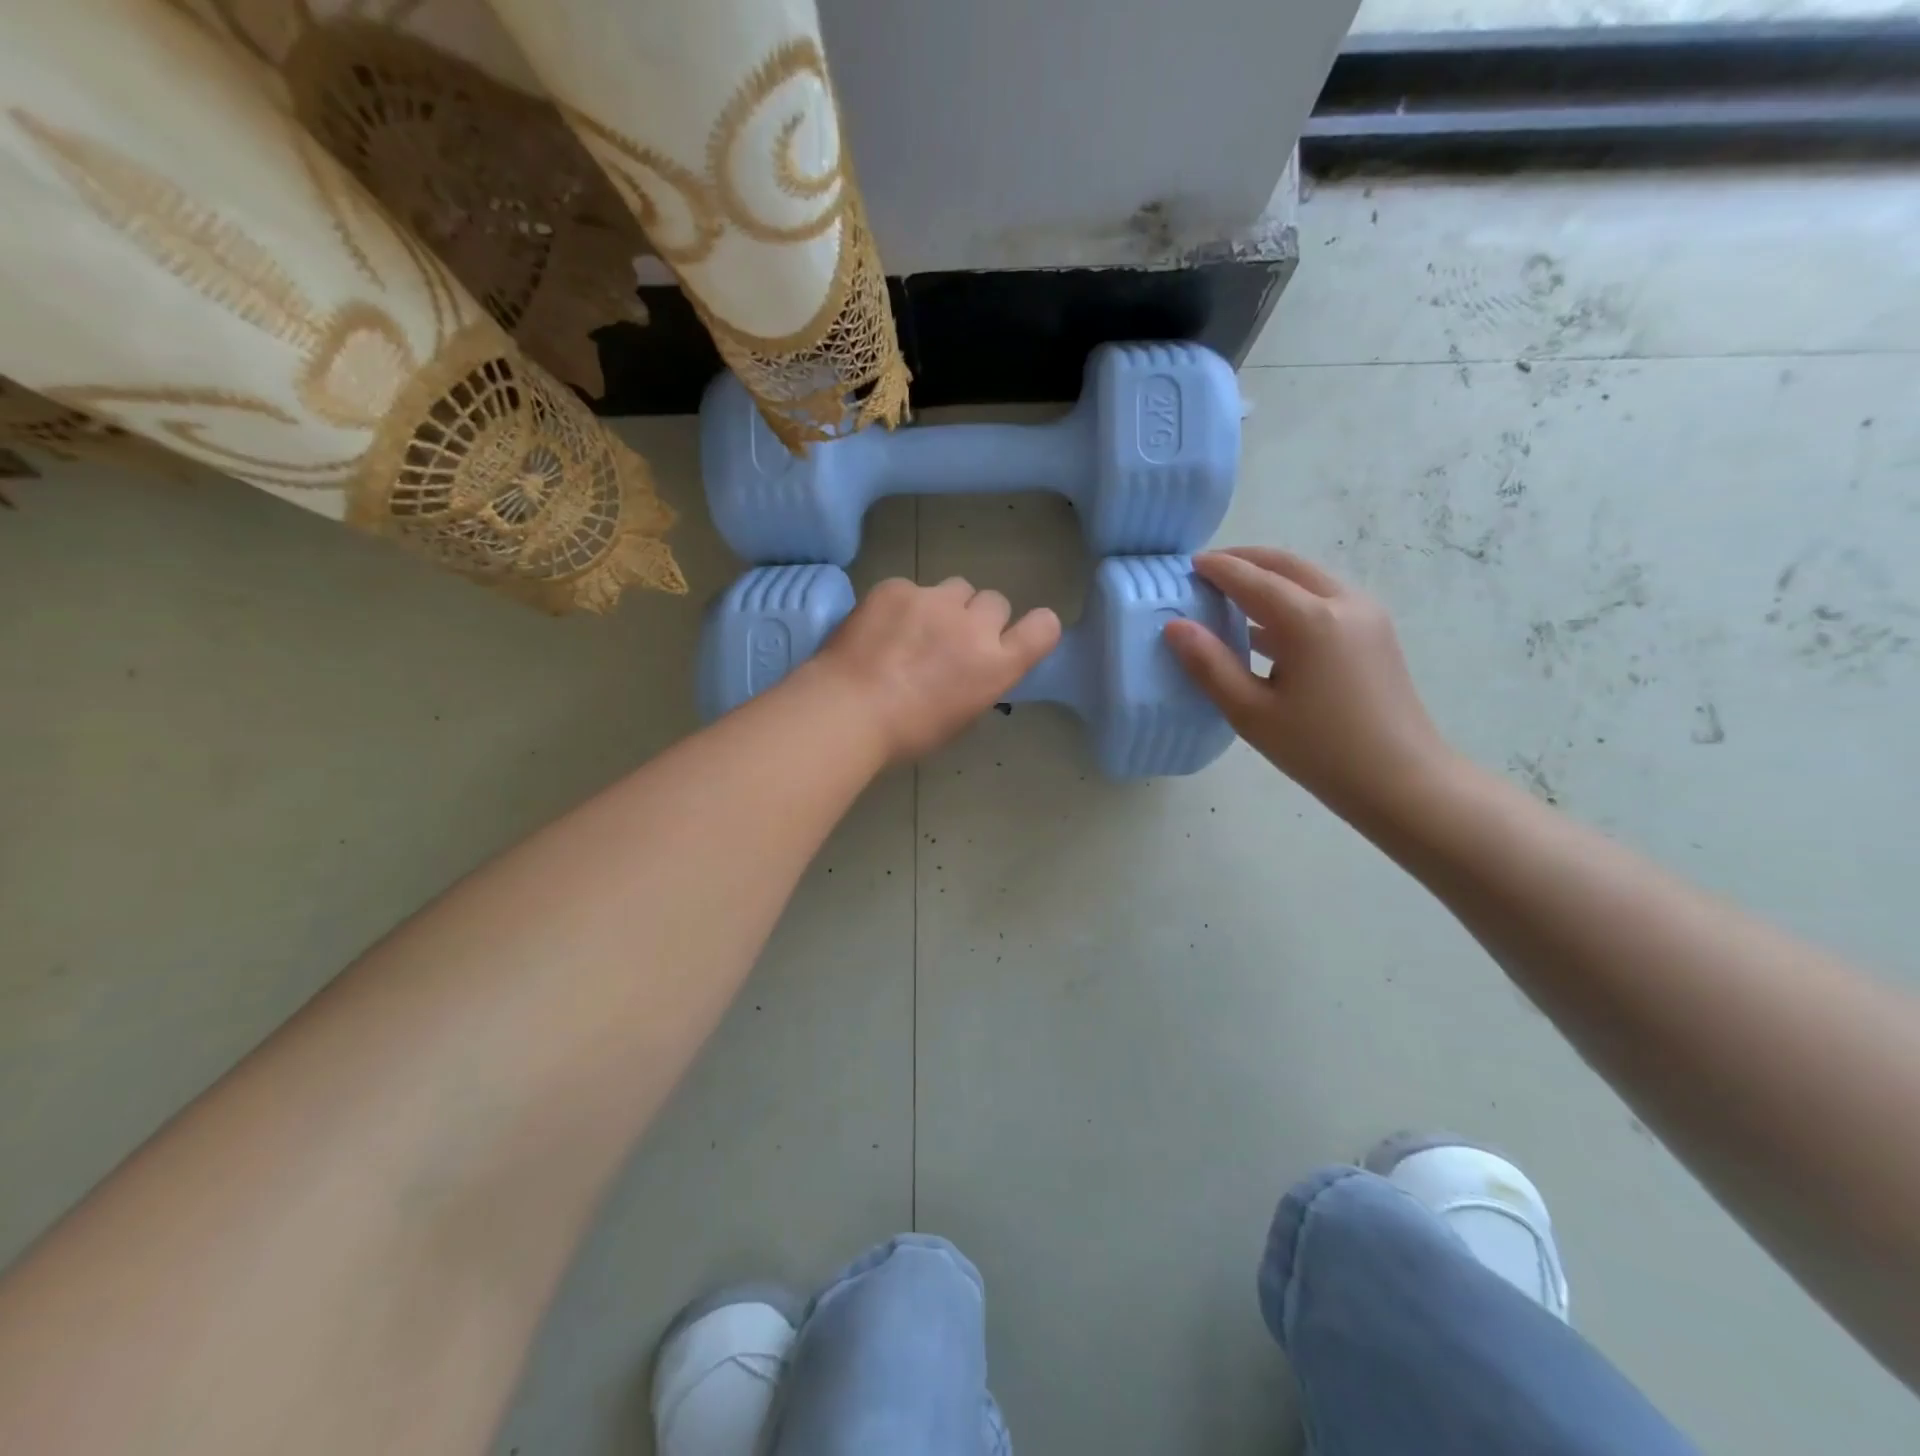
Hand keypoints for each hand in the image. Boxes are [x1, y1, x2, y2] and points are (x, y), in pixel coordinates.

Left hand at [804, 576, 1061, 765]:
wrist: (848, 710)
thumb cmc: (906, 733)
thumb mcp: (959, 717)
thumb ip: (978, 682)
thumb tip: (972, 668)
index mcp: (996, 665)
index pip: (1043, 628)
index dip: (1035, 627)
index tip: (1017, 635)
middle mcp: (974, 626)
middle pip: (995, 601)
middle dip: (979, 618)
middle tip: (950, 640)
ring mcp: (934, 601)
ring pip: (956, 588)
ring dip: (945, 606)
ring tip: (913, 630)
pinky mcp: (897, 588)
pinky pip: (910, 589)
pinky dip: (901, 605)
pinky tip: (878, 629)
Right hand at [1164, 548, 1453, 821]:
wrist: (1401, 781)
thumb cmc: (1319, 750)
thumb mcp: (1251, 712)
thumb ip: (1209, 665)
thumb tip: (1175, 626)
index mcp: (1310, 620)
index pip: (1253, 579)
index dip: (1218, 569)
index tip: (1188, 566)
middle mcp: (1342, 603)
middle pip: (1286, 565)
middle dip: (1246, 561)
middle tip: (1208, 570)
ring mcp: (1366, 615)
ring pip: (1309, 578)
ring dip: (1270, 578)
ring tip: (1232, 596)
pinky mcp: (1375, 632)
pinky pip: (1325, 598)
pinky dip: (1291, 598)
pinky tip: (1267, 628)